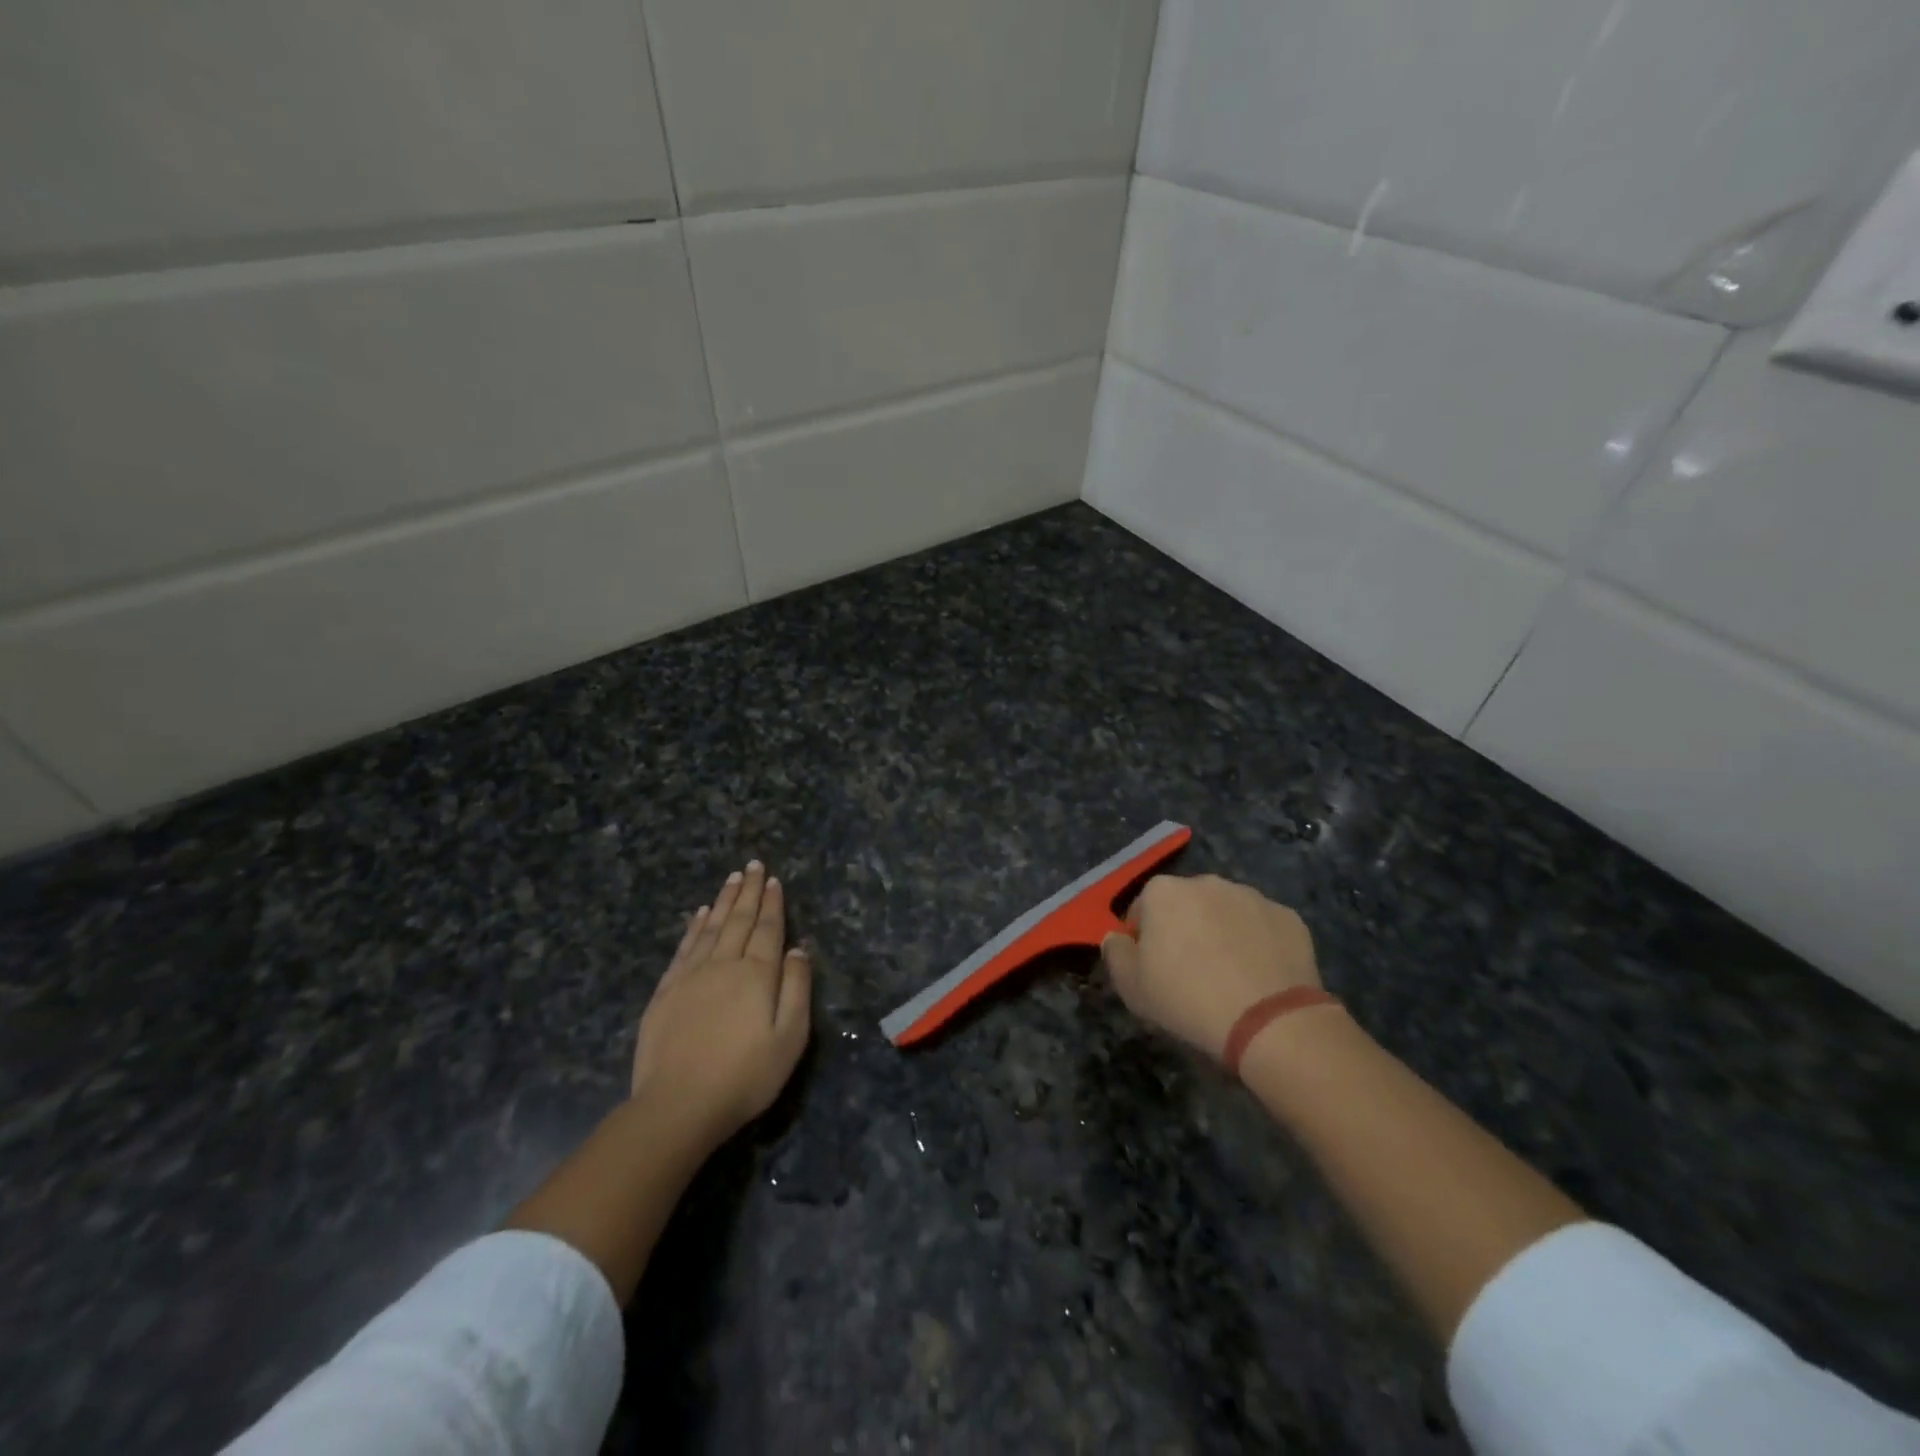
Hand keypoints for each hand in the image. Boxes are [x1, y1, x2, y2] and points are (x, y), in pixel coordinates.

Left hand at [630, 861, 811, 1148]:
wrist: (678, 1106)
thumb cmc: (744, 1076)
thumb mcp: (789, 1039)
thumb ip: (796, 989)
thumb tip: (798, 950)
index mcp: (756, 975)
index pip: (768, 929)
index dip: (773, 903)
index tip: (774, 880)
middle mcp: (724, 965)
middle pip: (739, 920)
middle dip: (748, 891)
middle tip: (752, 865)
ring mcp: (690, 976)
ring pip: (711, 927)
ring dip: (723, 901)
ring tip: (731, 879)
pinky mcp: (666, 992)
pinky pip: (684, 948)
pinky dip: (694, 927)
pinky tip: (699, 914)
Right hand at [1101, 874, 1322, 1062]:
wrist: (1269, 1021)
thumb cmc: (1187, 999)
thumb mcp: (1131, 987)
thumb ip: (1115, 953)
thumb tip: (1116, 938)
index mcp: (1163, 892)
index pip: (1141, 909)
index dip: (1143, 939)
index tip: (1153, 969)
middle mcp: (1206, 882)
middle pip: (1185, 905)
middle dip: (1184, 929)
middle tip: (1190, 973)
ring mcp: (1251, 896)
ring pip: (1226, 912)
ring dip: (1222, 933)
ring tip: (1230, 977)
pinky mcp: (1288, 916)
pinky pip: (1262, 927)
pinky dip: (1258, 944)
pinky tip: (1260, 977)